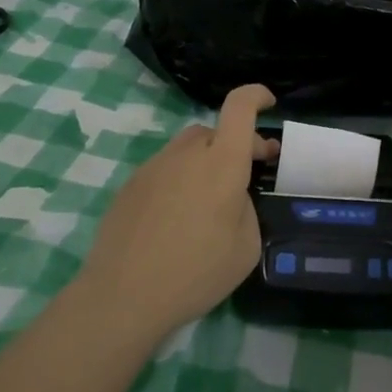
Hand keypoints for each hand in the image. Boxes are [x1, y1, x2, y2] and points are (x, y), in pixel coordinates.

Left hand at [74, 84, 278, 340]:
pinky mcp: (130, 185)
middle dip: (236, 144)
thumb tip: (232, 197)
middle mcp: (186, 154)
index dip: (256, 95)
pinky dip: (180, 181)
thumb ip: (246, 209)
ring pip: (187, 150)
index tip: (269, 103)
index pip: (239, 107)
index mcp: (221, 163)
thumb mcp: (246, 247)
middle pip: (214, 132)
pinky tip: (176, 220)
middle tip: (248, 175)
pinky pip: (165, 171)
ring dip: (205, 163)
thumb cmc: (195, 272)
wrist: (123, 296)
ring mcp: (153, 167)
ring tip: (210, 203)